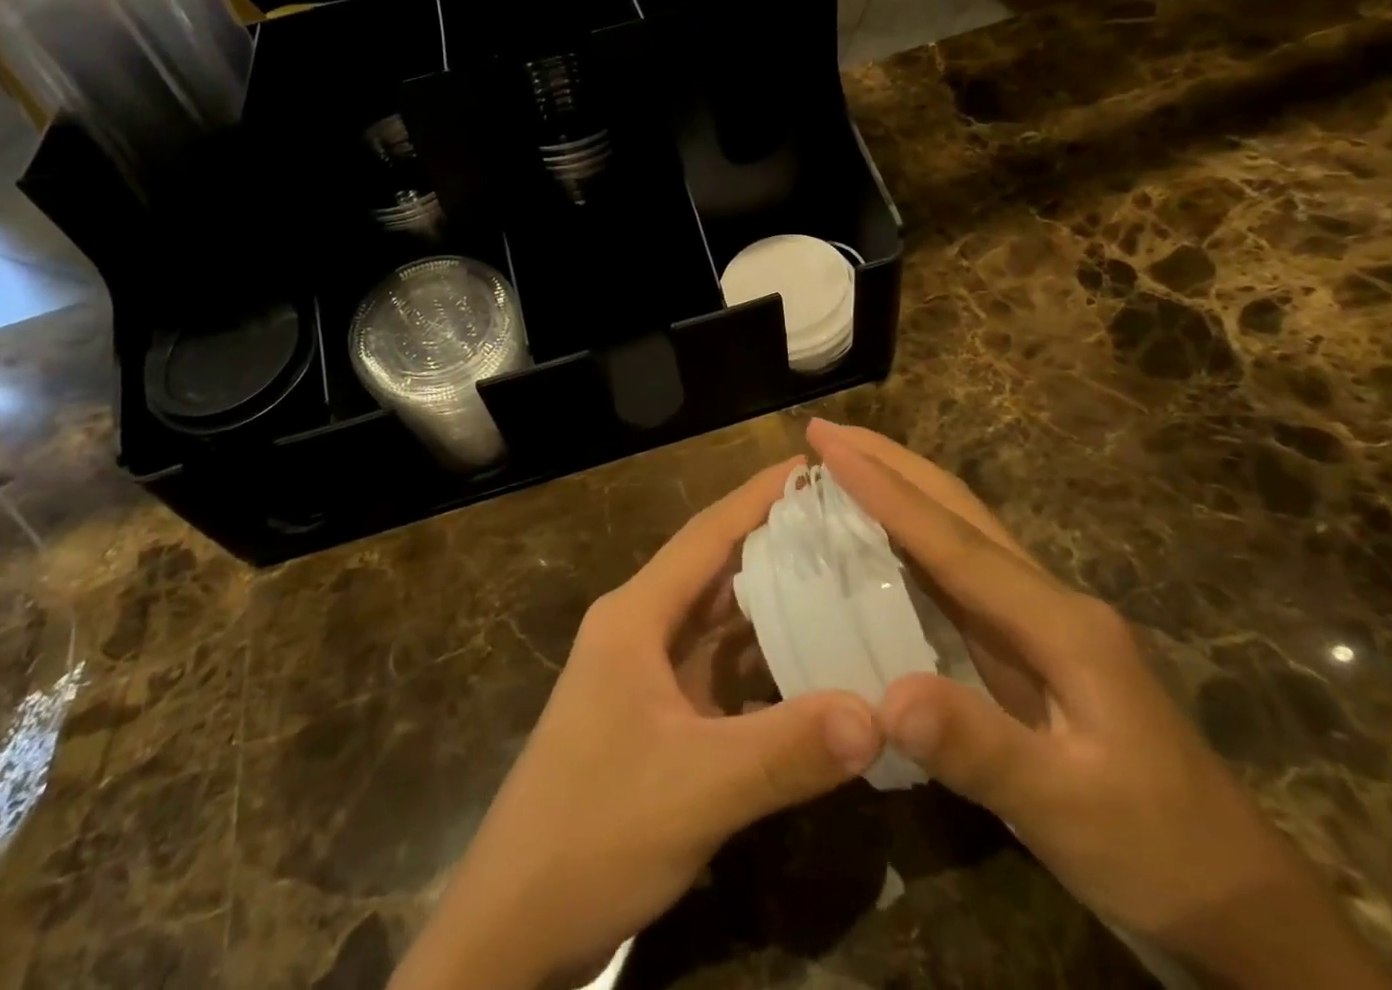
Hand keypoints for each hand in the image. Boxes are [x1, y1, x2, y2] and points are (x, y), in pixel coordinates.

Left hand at [389, 458, 882, 989]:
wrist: (512, 925)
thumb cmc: (592, 831)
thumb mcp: (695, 789)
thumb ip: (786, 750)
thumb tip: (879, 712)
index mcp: (635, 616)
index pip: (706, 535)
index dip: (757, 496)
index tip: (811, 465)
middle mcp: (638, 629)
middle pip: (714, 570)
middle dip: (775, 542)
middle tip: (846, 524)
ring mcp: (644, 675)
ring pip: (716, 621)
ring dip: (771, 601)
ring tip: (840, 578)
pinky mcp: (654, 716)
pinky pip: (717, 669)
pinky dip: (760, 658)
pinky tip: (808, 660)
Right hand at [808, 420, 1391, 989]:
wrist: (1240, 905)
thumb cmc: (1158, 852)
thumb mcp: (1069, 812)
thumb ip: (981, 749)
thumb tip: (886, 697)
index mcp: (1058, 622)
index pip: (953, 541)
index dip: (886, 491)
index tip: (831, 447)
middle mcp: (1048, 602)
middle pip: (960, 512)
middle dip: (892, 464)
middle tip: (826, 433)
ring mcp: (1044, 624)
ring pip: (960, 535)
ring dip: (901, 492)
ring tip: (843, 465)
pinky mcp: (1033, 650)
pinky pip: (960, 576)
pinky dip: (914, 540)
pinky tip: (882, 543)